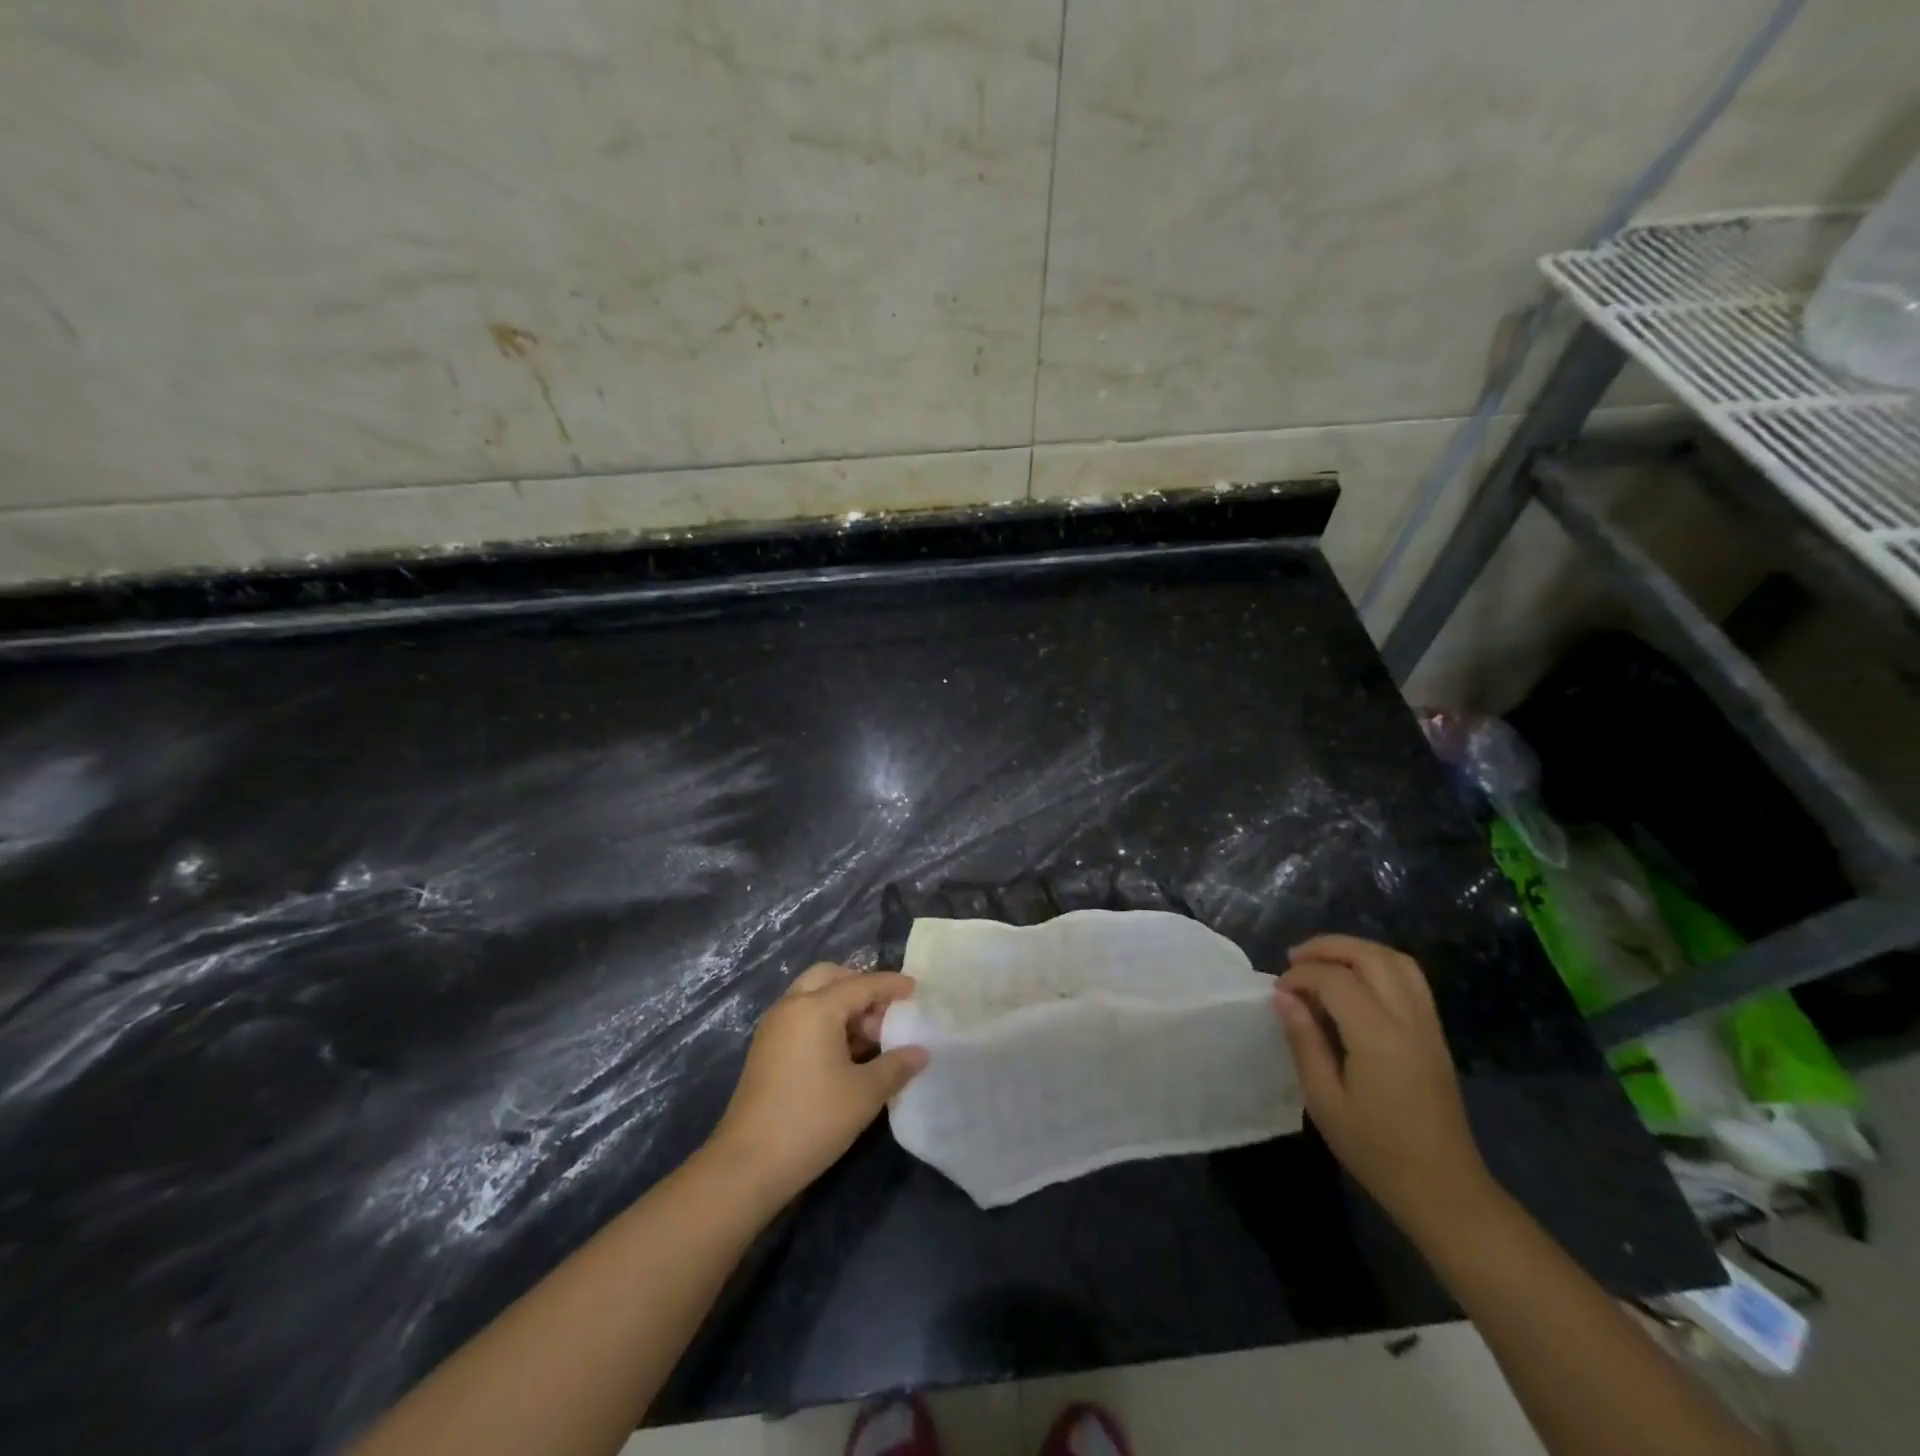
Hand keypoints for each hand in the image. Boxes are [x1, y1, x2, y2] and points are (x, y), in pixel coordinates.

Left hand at [704, 964, 927, 1209]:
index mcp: (816, 1007)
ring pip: (813, 997)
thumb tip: (920, 1052)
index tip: (915, 988)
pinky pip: (801, 1017)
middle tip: (885, 1012)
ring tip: (871, 1037)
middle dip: (860, 987)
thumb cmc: (812, 1120)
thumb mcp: (865, 1093)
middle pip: (830, 978)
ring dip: (842, 1006)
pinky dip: (825, 1021)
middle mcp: (791, 1006)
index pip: (861, 984)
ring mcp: (774, 1027)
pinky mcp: (766, 1050)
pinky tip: (845, 1053)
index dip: (891, 985)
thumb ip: (896, 1065)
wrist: (748, 1165)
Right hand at [1274, 935, 1497, 1237]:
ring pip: (1396, 960)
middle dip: (1328, 948)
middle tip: (1295, 960)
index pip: (1335, 980)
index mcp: (1378, 1037)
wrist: (1445, 1191)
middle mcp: (1408, 1020)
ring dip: (1356, 951)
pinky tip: (1355, 983)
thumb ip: (1304, 1041)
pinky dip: (1378, 966)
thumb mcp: (1325, 1101)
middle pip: (1370, 956)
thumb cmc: (1376, 1150)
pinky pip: (1411, 980)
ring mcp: (1428, 1026)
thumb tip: (1284, 997)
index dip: (1300, 976)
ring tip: (1323, 963)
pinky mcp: (1436, 1035)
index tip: (1278, 992)